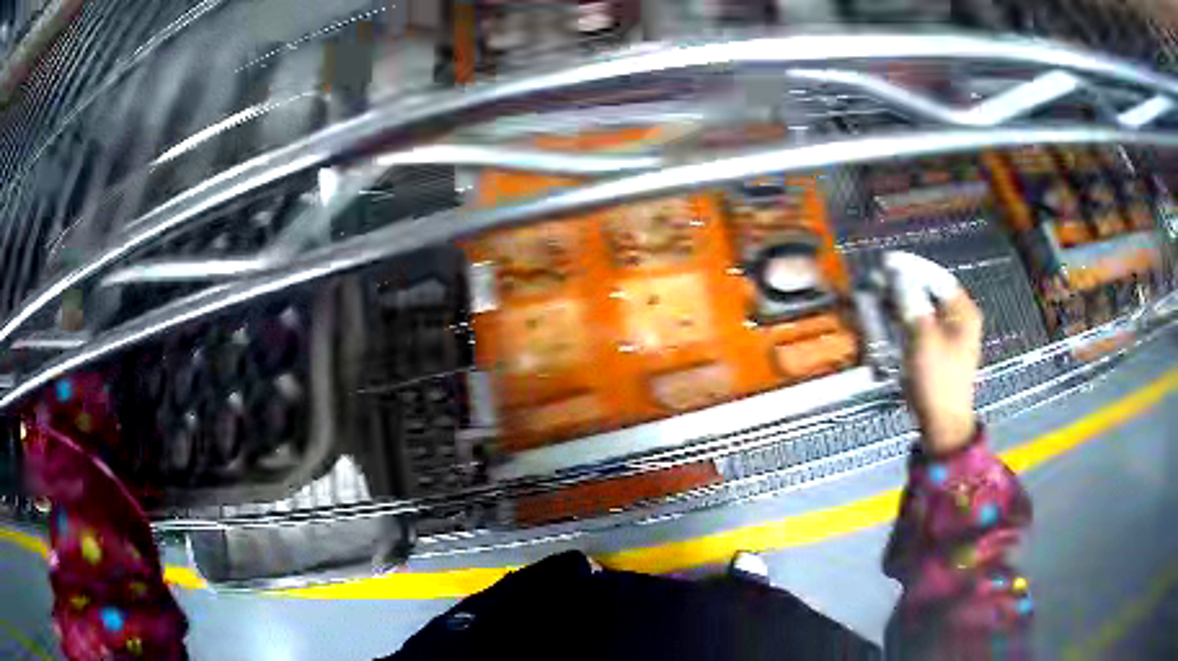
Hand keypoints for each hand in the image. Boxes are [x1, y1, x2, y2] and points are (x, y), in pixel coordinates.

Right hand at [884, 252, 982, 455]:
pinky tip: (887, 317)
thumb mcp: (923, 339)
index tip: (887, 261)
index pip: (936, 277)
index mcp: (963, 312)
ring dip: (899, 301)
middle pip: (929, 291)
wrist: (942, 425)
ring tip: (878, 295)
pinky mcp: (936, 350)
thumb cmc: (938, 382)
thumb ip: (910, 301)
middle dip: (902, 284)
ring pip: (921, 307)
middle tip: (878, 279)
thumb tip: (897, 272)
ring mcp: (948, 335)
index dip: (912, 266)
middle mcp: (958, 319)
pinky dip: (902, 319)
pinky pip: (918, 325)